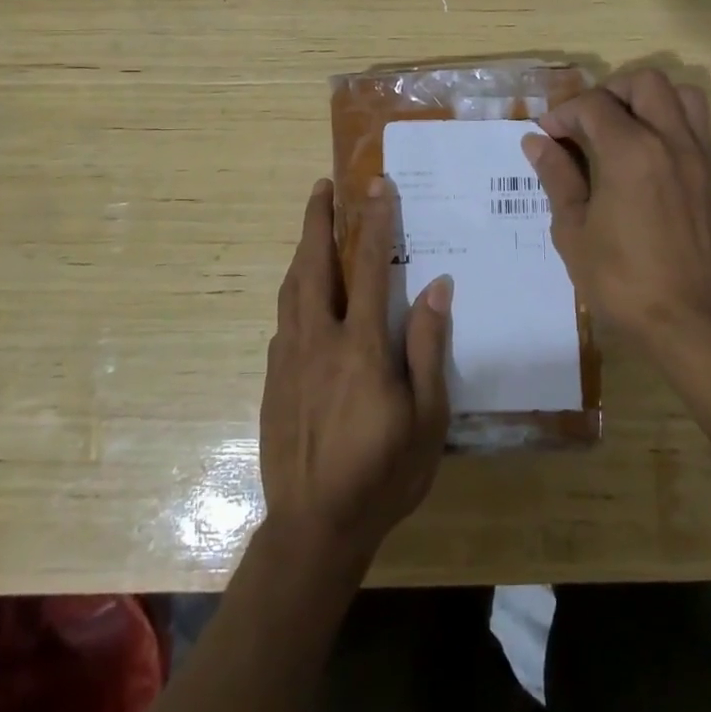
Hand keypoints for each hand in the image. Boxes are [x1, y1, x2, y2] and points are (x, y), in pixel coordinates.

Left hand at [259, 177, 451, 569]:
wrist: (313, 527)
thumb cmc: (383, 474)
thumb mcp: (427, 418)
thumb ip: (429, 348)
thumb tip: (438, 287)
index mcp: (361, 346)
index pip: (371, 267)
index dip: (375, 221)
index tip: (377, 185)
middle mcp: (319, 340)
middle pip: (314, 264)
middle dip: (318, 220)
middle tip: (322, 187)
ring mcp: (288, 358)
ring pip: (291, 287)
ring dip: (301, 249)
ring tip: (311, 224)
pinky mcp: (272, 378)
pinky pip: (283, 319)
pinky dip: (293, 290)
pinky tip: (302, 292)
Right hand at [522, 69, 710, 371]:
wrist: (693, 321)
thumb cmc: (623, 281)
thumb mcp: (574, 232)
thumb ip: (557, 177)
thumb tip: (537, 142)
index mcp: (630, 152)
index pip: (593, 105)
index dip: (564, 113)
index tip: (548, 135)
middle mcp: (671, 140)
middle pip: (644, 82)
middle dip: (609, 93)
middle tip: (588, 124)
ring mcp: (701, 155)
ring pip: (682, 95)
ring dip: (650, 100)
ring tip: (626, 129)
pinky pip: (701, 125)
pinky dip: (675, 122)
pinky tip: (653, 155)